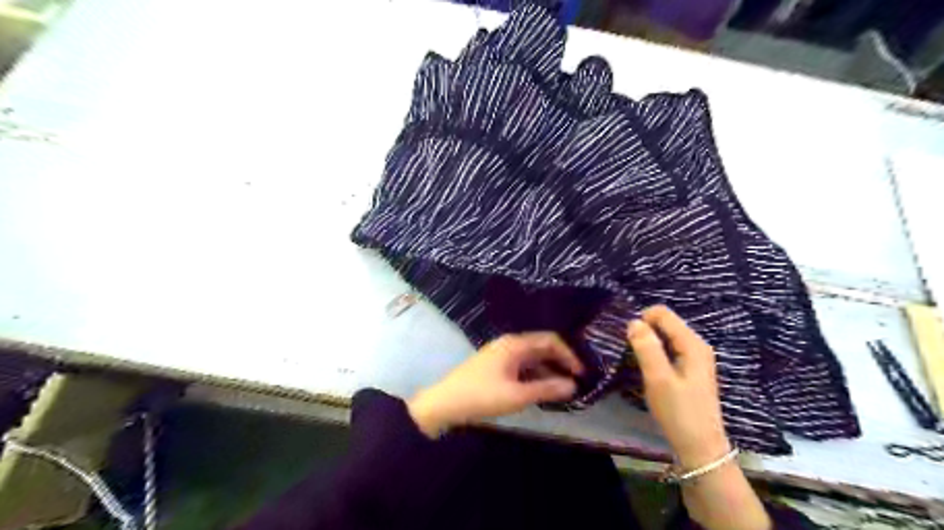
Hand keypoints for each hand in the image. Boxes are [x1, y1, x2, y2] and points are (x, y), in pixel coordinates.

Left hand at [407, 334, 582, 436]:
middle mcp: (509, 344)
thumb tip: (574, 385)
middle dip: (560, 362)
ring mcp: (501, 354)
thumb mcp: (517, 395)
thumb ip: (547, 389)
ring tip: (562, 390)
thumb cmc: (482, 396)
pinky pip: (522, 366)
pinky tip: (541, 391)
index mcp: (515, 344)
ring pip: (532, 358)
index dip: (569, 355)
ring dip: (548, 371)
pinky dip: (534, 376)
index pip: (550, 340)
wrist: (445, 403)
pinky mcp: (495, 366)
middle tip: (576, 382)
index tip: (582, 373)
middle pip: (541, 347)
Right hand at [625, 306, 727, 466]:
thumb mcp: (659, 379)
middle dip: (644, 332)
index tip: (629, 343)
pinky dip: (654, 354)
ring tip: (636, 363)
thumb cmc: (679, 413)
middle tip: (630, 355)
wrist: (700, 448)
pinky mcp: (689, 369)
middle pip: (664, 323)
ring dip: (647, 344)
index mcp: (692, 343)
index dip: (642, 321)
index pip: (662, 313)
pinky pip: (667, 350)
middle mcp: (696, 345)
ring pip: (664, 337)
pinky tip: (648, 370)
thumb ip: (646, 348)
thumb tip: (633, 322)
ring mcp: (694, 357)